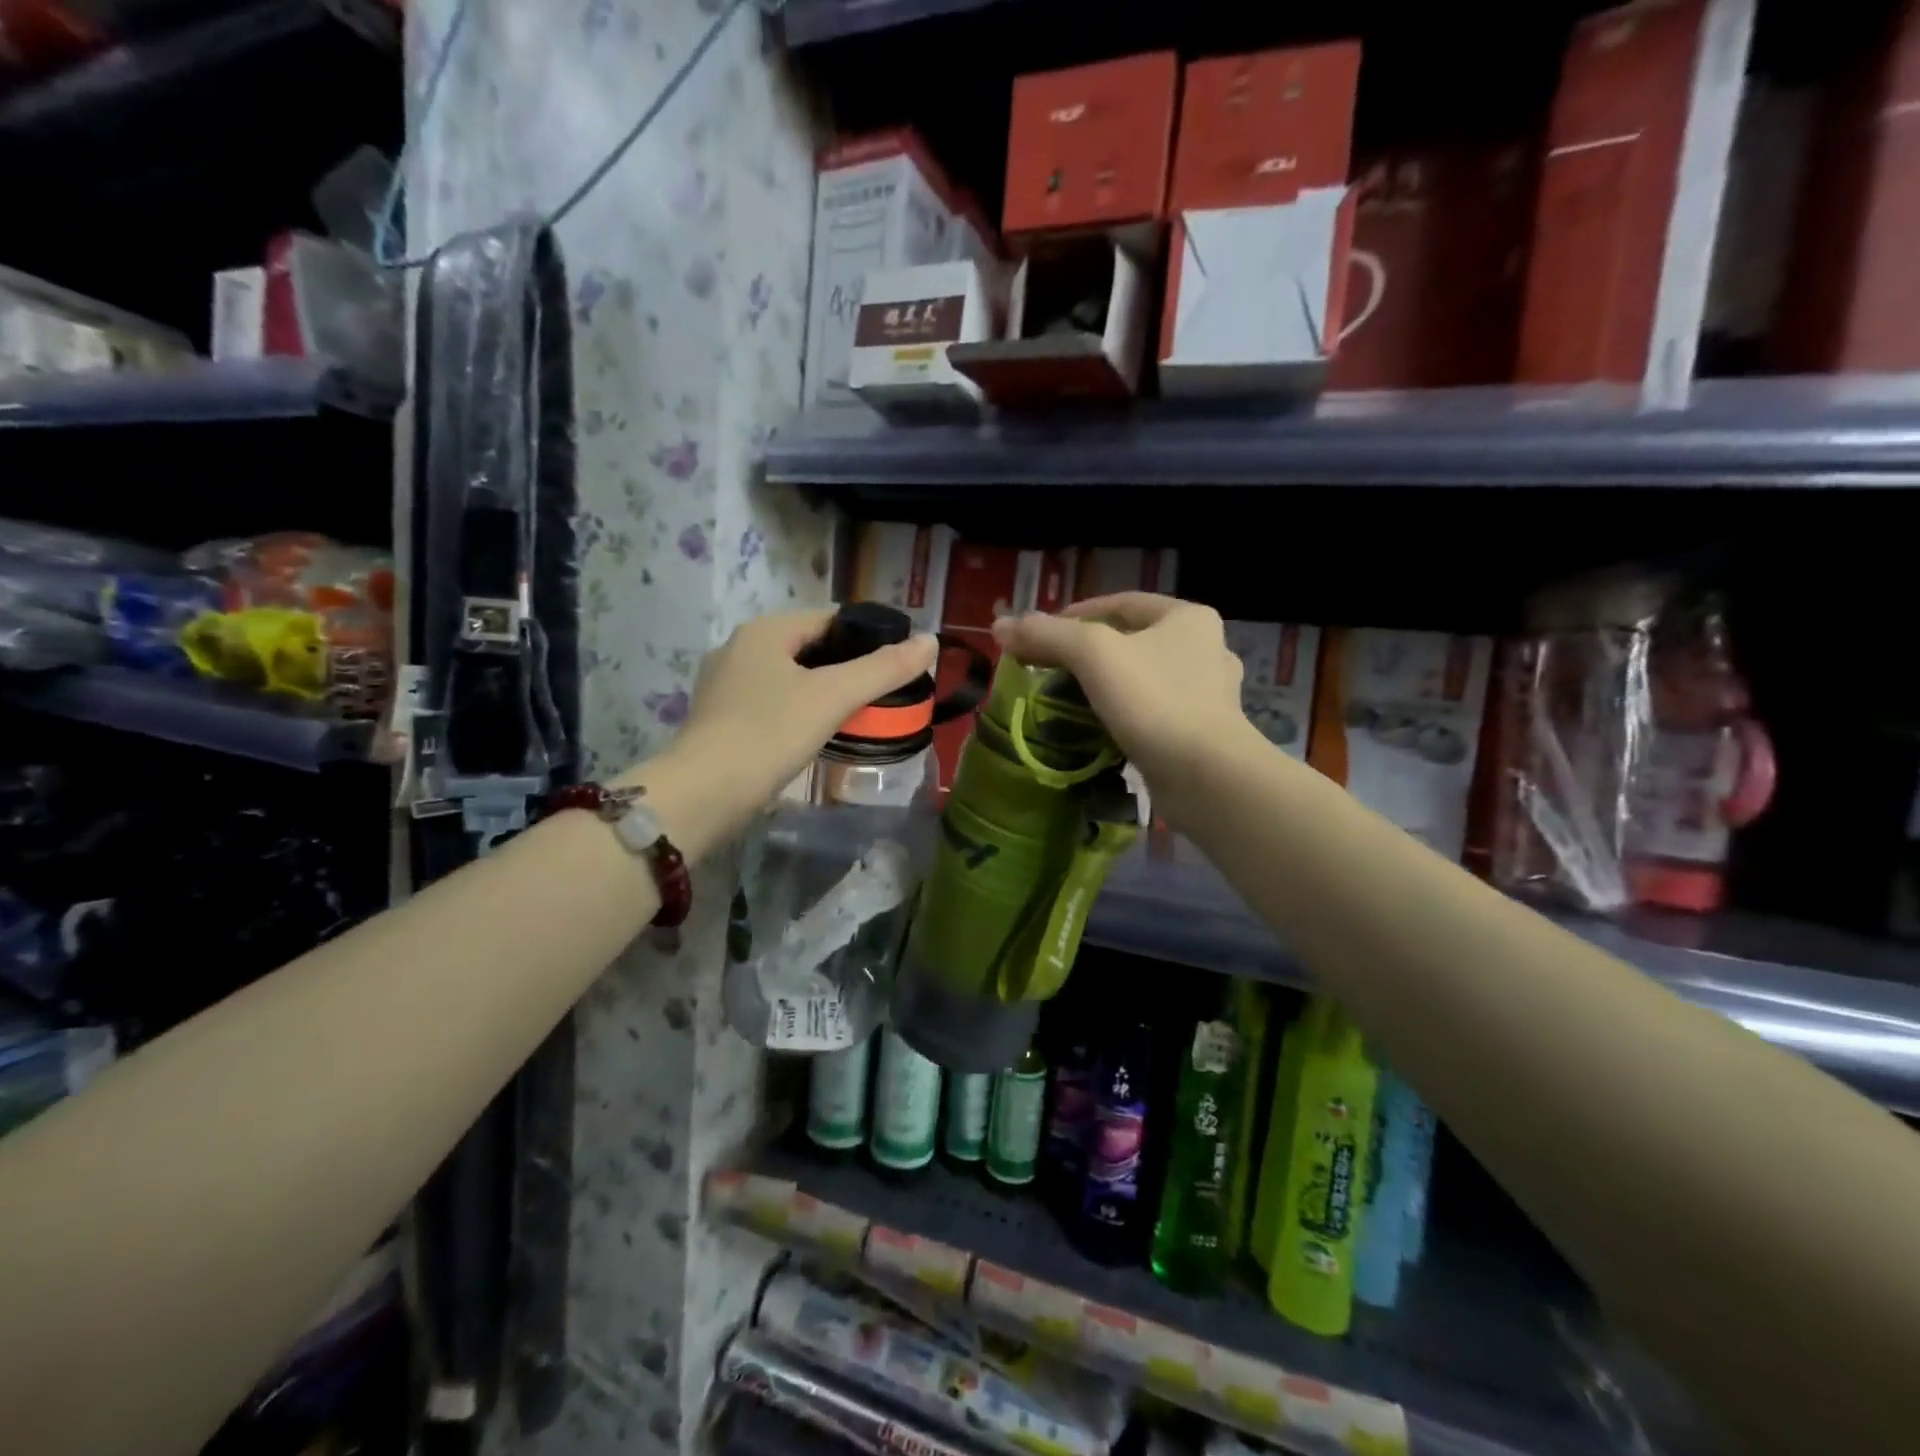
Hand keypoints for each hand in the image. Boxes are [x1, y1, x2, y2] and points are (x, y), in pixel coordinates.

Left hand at [648, 609, 936, 823]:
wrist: (704, 793)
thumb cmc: (770, 733)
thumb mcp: (834, 696)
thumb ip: (883, 668)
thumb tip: (930, 641)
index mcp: (765, 630)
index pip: (830, 618)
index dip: (868, 635)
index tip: (898, 661)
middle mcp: (739, 647)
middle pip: (809, 646)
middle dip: (846, 666)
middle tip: (884, 692)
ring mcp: (725, 684)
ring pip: (789, 676)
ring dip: (822, 690)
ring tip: (858, 713)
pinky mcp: (720, 718)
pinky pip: (772, 702)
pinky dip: (798, 710)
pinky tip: (816, 733)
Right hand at [992, 594, 1252, 806]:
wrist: (1206, 776)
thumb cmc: (1153, 701)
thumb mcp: (1093, 655)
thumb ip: (1046, 635)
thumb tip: (1000, 626)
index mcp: (1187, 617)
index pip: (1121, 603)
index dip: (1075, 614)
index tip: (1039, 636)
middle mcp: (1205, 648)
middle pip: (1130, 641)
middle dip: (1087, 654)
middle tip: (1048, 670)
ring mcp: (1208, 694)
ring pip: (1142, 679)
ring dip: (1105, 686)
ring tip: (1068, 700)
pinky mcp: (1203, 733)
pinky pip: (1152, 713)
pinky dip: (1124, 716)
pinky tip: (1100, 729)